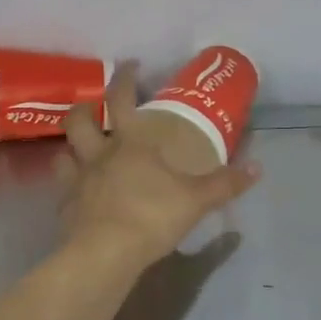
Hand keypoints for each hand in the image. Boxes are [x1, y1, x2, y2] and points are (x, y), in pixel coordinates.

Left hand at [58, 63, 259, 269]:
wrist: (106, 254)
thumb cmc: (152, 216)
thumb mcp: (196, 200)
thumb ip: (225, 184)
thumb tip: (258, 167)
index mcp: (130, 143)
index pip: (121, 98)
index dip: (125, 78)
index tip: (131, 65)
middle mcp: (98, 154)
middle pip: (78, 120)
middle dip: (84, 108)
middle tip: (94, 107)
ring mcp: (77, 180)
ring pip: (63, 152)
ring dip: (71, 147)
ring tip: (81, 150)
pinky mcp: (66, 208)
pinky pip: (63, 190)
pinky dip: (70, 186)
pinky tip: (81, 194)